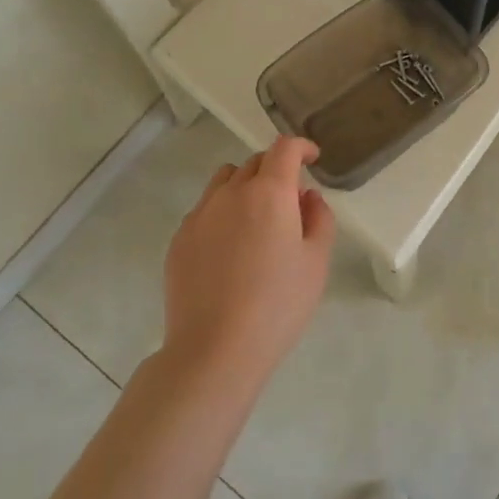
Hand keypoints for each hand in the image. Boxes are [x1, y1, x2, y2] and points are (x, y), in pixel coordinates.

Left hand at [162, 136, 334, 390]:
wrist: (214, 351)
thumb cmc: (277, 305)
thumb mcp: (316, 263)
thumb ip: (319, 219)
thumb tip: (307, 197)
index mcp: (269, 193)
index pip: (284, 148)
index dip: (301, 146)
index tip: (312, 158)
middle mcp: (231, 193)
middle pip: (255, 161)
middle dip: (276, 170)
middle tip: (290, 201)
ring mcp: (200, 215)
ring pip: (225, 181)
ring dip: (245, 186)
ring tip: (256, 221)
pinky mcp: (179, 239)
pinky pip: (205, 210)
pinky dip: (222, 213)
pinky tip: (230, 251)